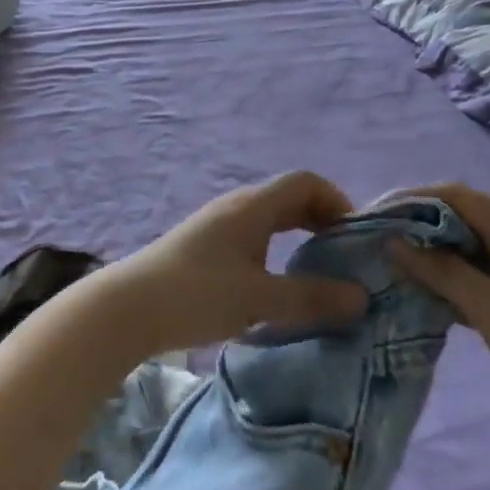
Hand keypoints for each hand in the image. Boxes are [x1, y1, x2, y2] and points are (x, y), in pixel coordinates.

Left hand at [91, 172, 369, 356]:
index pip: (306, 182)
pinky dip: (276, 250)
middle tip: (344, 258)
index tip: (355, 238)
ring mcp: (218, 225)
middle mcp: (237, 207)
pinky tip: (277, 284)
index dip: (337, 201)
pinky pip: (253, 237)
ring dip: (298, 237)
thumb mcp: (259, 299)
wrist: (127, 307)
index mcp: (253, 206)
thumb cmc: (196, 294)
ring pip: (270, 219)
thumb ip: (311, 298)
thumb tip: (361, 297)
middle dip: (322, 221)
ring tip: (317, 274)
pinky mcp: (205, 247)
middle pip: (290, 198)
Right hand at [393, 183, 489, 456]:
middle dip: (420, 226)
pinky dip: (455, 279)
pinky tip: (427, 295)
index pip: (458, 196)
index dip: (413, 200)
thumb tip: (395, 241)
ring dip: (435, 254)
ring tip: (392, 267)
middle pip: (464, 217)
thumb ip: (443, 272)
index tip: (373, 216)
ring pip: (472, 248)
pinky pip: (484, 274)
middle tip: (377, 244)